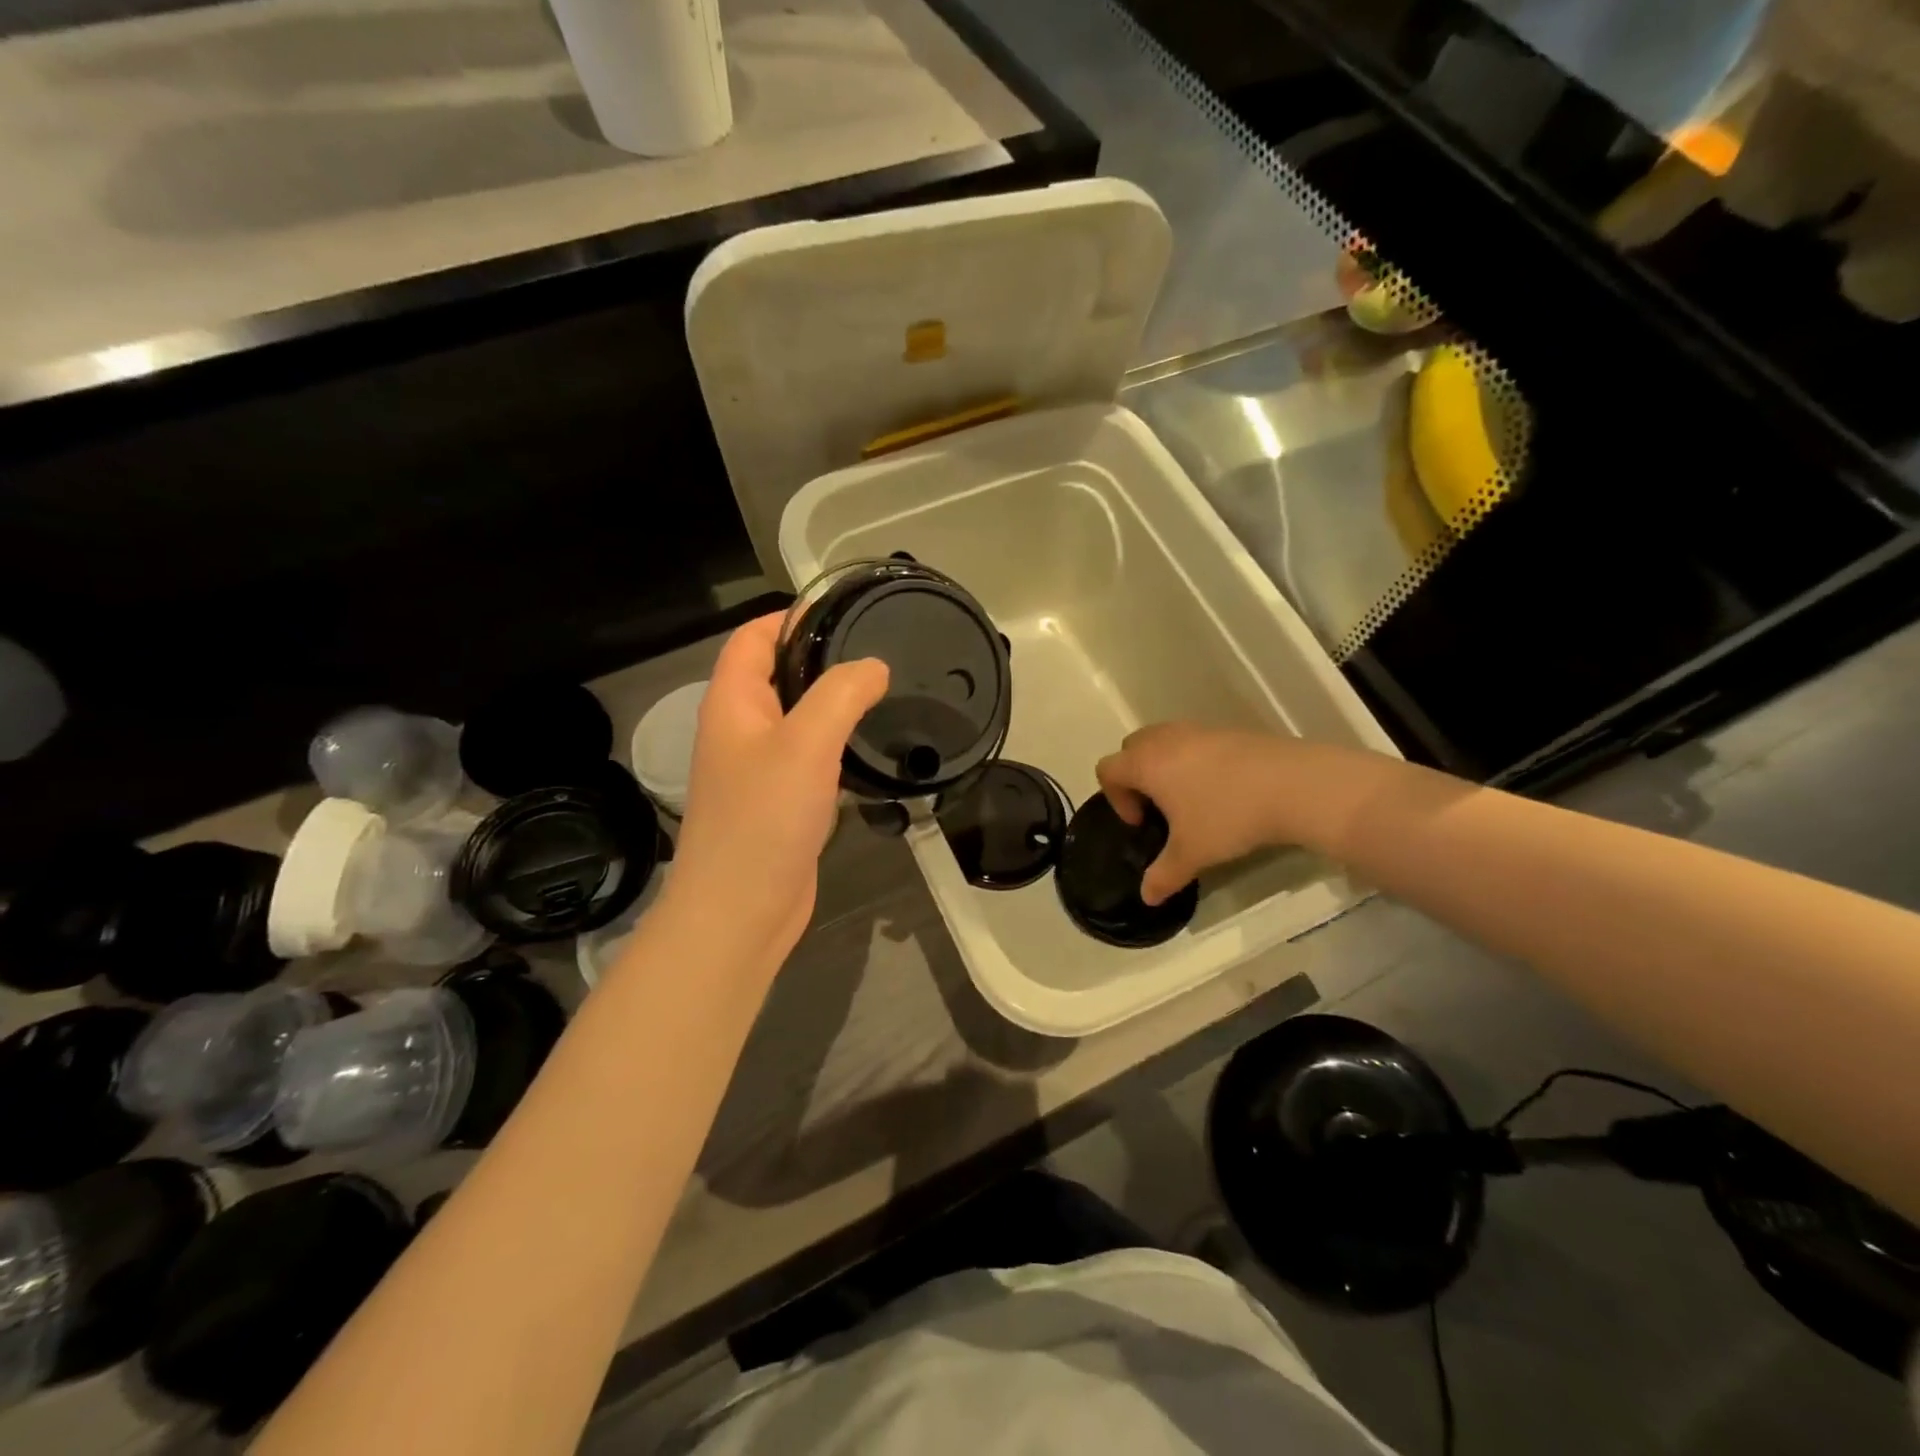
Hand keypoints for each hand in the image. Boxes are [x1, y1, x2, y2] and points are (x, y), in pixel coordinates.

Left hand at [663, 613, 887, 965]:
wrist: (741, 912)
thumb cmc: (764, 820)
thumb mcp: (805, 744)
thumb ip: (840, 695)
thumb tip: (874, 666)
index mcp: (733, 705)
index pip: (752, 640)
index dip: (789, 618)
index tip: (843, 609)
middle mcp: (740, 731)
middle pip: (776, 675)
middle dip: (820, 657)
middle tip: (877, 648)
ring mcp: (759, 770)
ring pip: (797, 718)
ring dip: (832, 703)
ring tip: (883, 690)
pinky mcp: (781, 803)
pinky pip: (809, 758)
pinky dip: (836, 744)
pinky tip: (870, 746)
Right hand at [1096, 723, 1291, 906]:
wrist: (1293, 785)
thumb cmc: (1228, 816)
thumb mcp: (1192, 853)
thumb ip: (1163, 875)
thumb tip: (1147, 897)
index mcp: (1146, 763)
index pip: (1108, 770)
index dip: (1116, 798)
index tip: (1143, 823)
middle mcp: (1165, 739)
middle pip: (1131, 748)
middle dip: (1136, 777)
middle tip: (1159, 808)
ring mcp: (1198, 730)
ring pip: (1164, 741)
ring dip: (1165, 767)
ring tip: (1190, 799)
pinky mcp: (1228, 730)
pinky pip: (1194, 741)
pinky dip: (1194, 761)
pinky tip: (1222, 789)